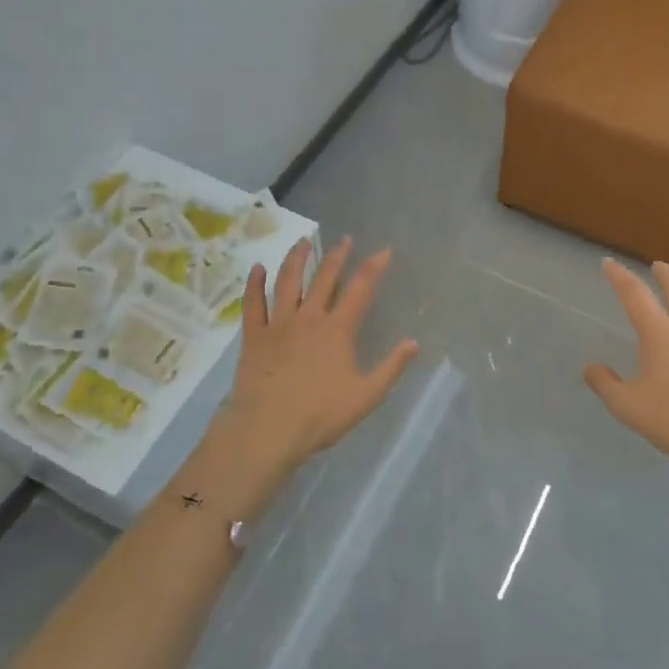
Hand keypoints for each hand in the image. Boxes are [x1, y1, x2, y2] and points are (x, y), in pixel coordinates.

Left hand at [214, 237, 419, 480]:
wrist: (268, 429)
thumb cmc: (320, 415)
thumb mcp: (366, 396)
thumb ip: (391, 367)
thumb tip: (414, 343)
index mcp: (338, 329)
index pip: (361, 289)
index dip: (374, 267)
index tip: (384, 250)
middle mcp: (310, 317)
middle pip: (325, 278)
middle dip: (337, 255)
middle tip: (345, 240)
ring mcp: (279, 323)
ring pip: (288, 281)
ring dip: (297, 258)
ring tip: (304, 242)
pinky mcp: (254, 335)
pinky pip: (254, 303)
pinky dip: (255, 283)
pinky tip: (258, 268)